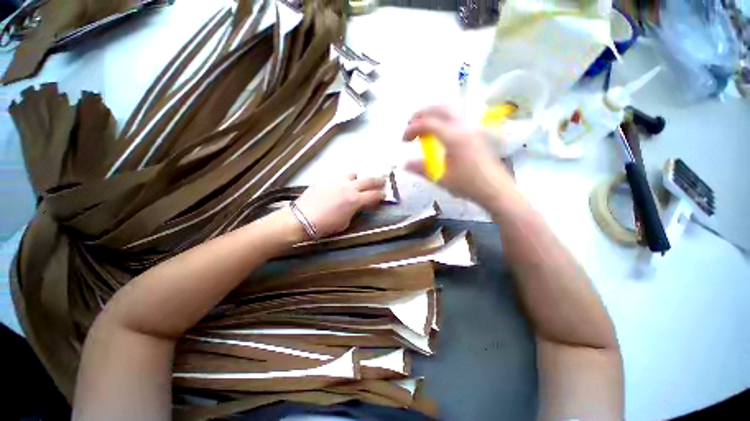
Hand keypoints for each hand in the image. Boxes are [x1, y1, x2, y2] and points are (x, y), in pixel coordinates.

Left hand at [294, 174, 385, 237]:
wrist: (302, 219)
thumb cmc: (326, 225)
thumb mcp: (346, 222)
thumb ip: (355, 210)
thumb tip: (358, 205)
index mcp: (355, 200)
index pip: (374, 195)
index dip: (381, 195)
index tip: (384, 195)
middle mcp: (349, 187)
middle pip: (368, 180)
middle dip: (378, 180)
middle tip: (383, 180)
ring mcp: (337, 181)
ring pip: (353, 174)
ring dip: (357, 179)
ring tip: (355, 184)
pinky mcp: (326, 179)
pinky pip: (338, 177)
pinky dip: (343, 181)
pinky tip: (338, 187)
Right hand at [403, 105, 512, 205]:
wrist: (495, 189)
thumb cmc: (468, 185)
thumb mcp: (441, 179)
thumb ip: (421, 169)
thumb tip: (405, 164)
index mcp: (454, 137)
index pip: (428, 123)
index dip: (412, 129)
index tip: (404, 141)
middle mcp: (463, 127)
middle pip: (439, 108)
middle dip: (421, 114)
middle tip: (410, 127)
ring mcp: (472, 128)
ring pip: (450, 109)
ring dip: (433, 114)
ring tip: (423, 128)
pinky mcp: (476, 133)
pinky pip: (456, 117)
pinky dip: (443, 119)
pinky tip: (439, 133)